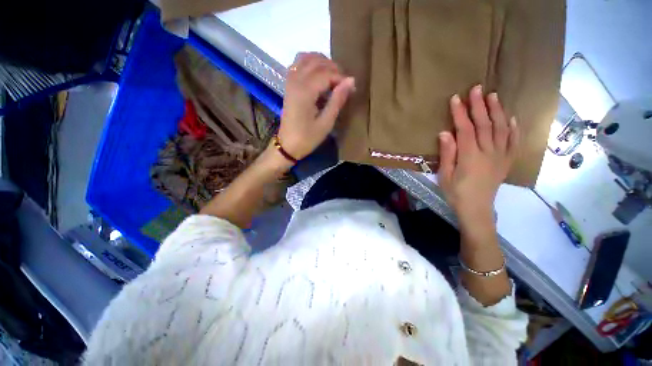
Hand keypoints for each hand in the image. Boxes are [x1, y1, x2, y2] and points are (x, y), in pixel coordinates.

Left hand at [278, 52, 354, 160]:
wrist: (287, 145)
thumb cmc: (307, 138)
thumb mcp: (326, 123)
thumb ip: (337, 100)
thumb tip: (351, 81)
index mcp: (305, 92)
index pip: (326, 73)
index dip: (341, 78)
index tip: (351, 89)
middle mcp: (295, 81)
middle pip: (317, 62)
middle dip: (334, 69)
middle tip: (344, 84)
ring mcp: (290, 81)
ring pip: (306, 57)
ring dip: (322, 62)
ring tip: (333, 76)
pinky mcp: (288, 84)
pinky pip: (298, 63)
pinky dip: (310, 63)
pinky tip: (318, 74)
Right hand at [438, 85, 518, 222]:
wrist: (476, 209)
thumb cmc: (455, 193)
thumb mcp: (444, 175)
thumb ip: (447, 154)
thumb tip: (444, 133)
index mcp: (471, 157)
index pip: (466, 129)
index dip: (460, 113)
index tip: (456, 98)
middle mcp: (489, 153)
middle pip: (485, 125)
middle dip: (480, 105)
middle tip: (476, 88)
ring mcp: (501, 156)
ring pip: (501, 129)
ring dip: (497, 111)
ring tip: (493, 96)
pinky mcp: (507, 161)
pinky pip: (513, 142)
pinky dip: (514, 129)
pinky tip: (511, 118)